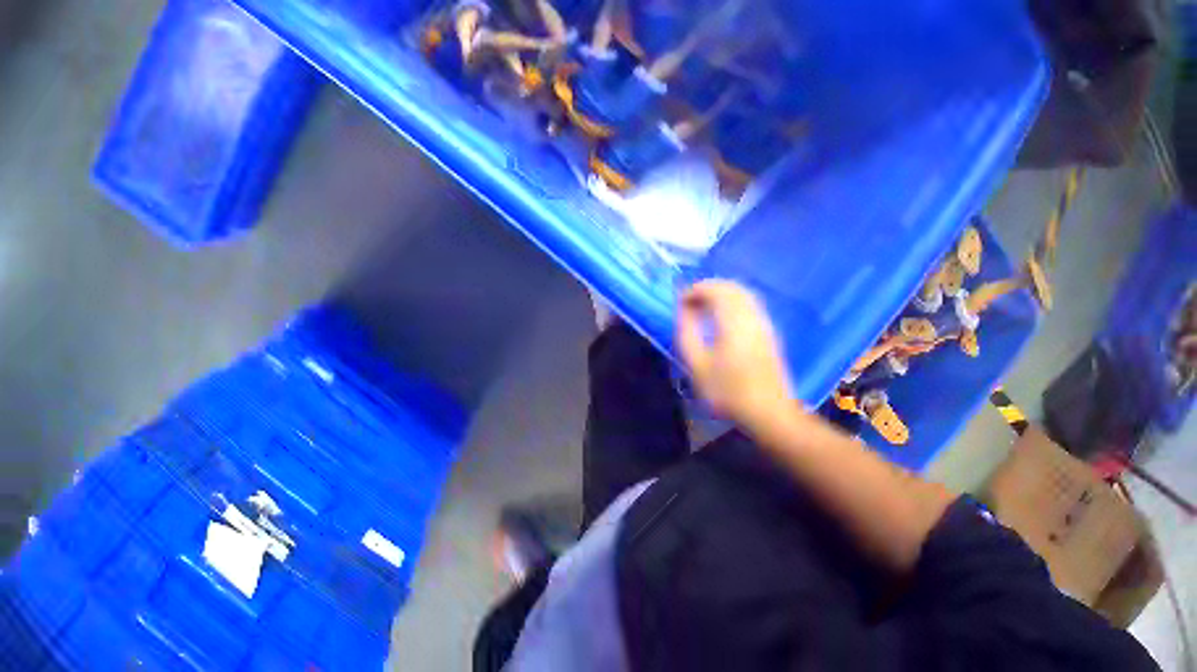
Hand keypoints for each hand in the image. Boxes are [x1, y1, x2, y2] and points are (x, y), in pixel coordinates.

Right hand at [676, 280, 797, 432]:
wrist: (768, 410)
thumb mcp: (697, 366)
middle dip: (708, 289)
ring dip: (722, 296)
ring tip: (705, 312)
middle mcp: (751, 313)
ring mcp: (763, 322)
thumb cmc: (729, 391)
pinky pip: (750, 306)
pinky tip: (724, 323)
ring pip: (743, 295)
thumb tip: (683, 311)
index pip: (713, 288)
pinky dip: (734, 305)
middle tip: (691, 304)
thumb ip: (687, 333)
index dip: (693, 290)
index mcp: (733, 318)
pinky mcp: (769, 333)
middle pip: (730, 287)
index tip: (679, 303)